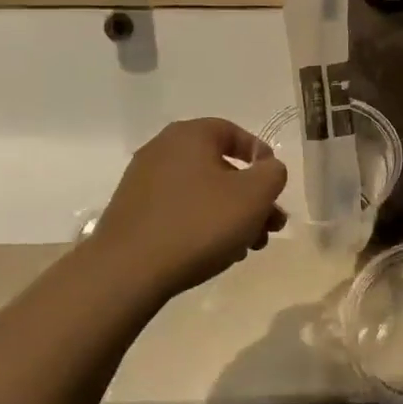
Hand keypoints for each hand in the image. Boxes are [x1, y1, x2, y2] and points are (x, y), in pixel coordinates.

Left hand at [92, 119, 287, 300]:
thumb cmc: (199, 223)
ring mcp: (143, 182)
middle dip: (251, 197)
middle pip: (220, 167)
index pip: (234, 132)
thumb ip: (272, 173)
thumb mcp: (253, 195)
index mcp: (190, 135)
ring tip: (248, 247)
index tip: (275, 184)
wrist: (127, 271)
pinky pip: (179, 211)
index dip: (261, 156)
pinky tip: (216, 253)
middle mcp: (162, 150)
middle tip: (270, 226)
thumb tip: (268, 168)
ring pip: (202, 192)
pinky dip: (202, 225)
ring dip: (231, 215)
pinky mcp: (133, 213)